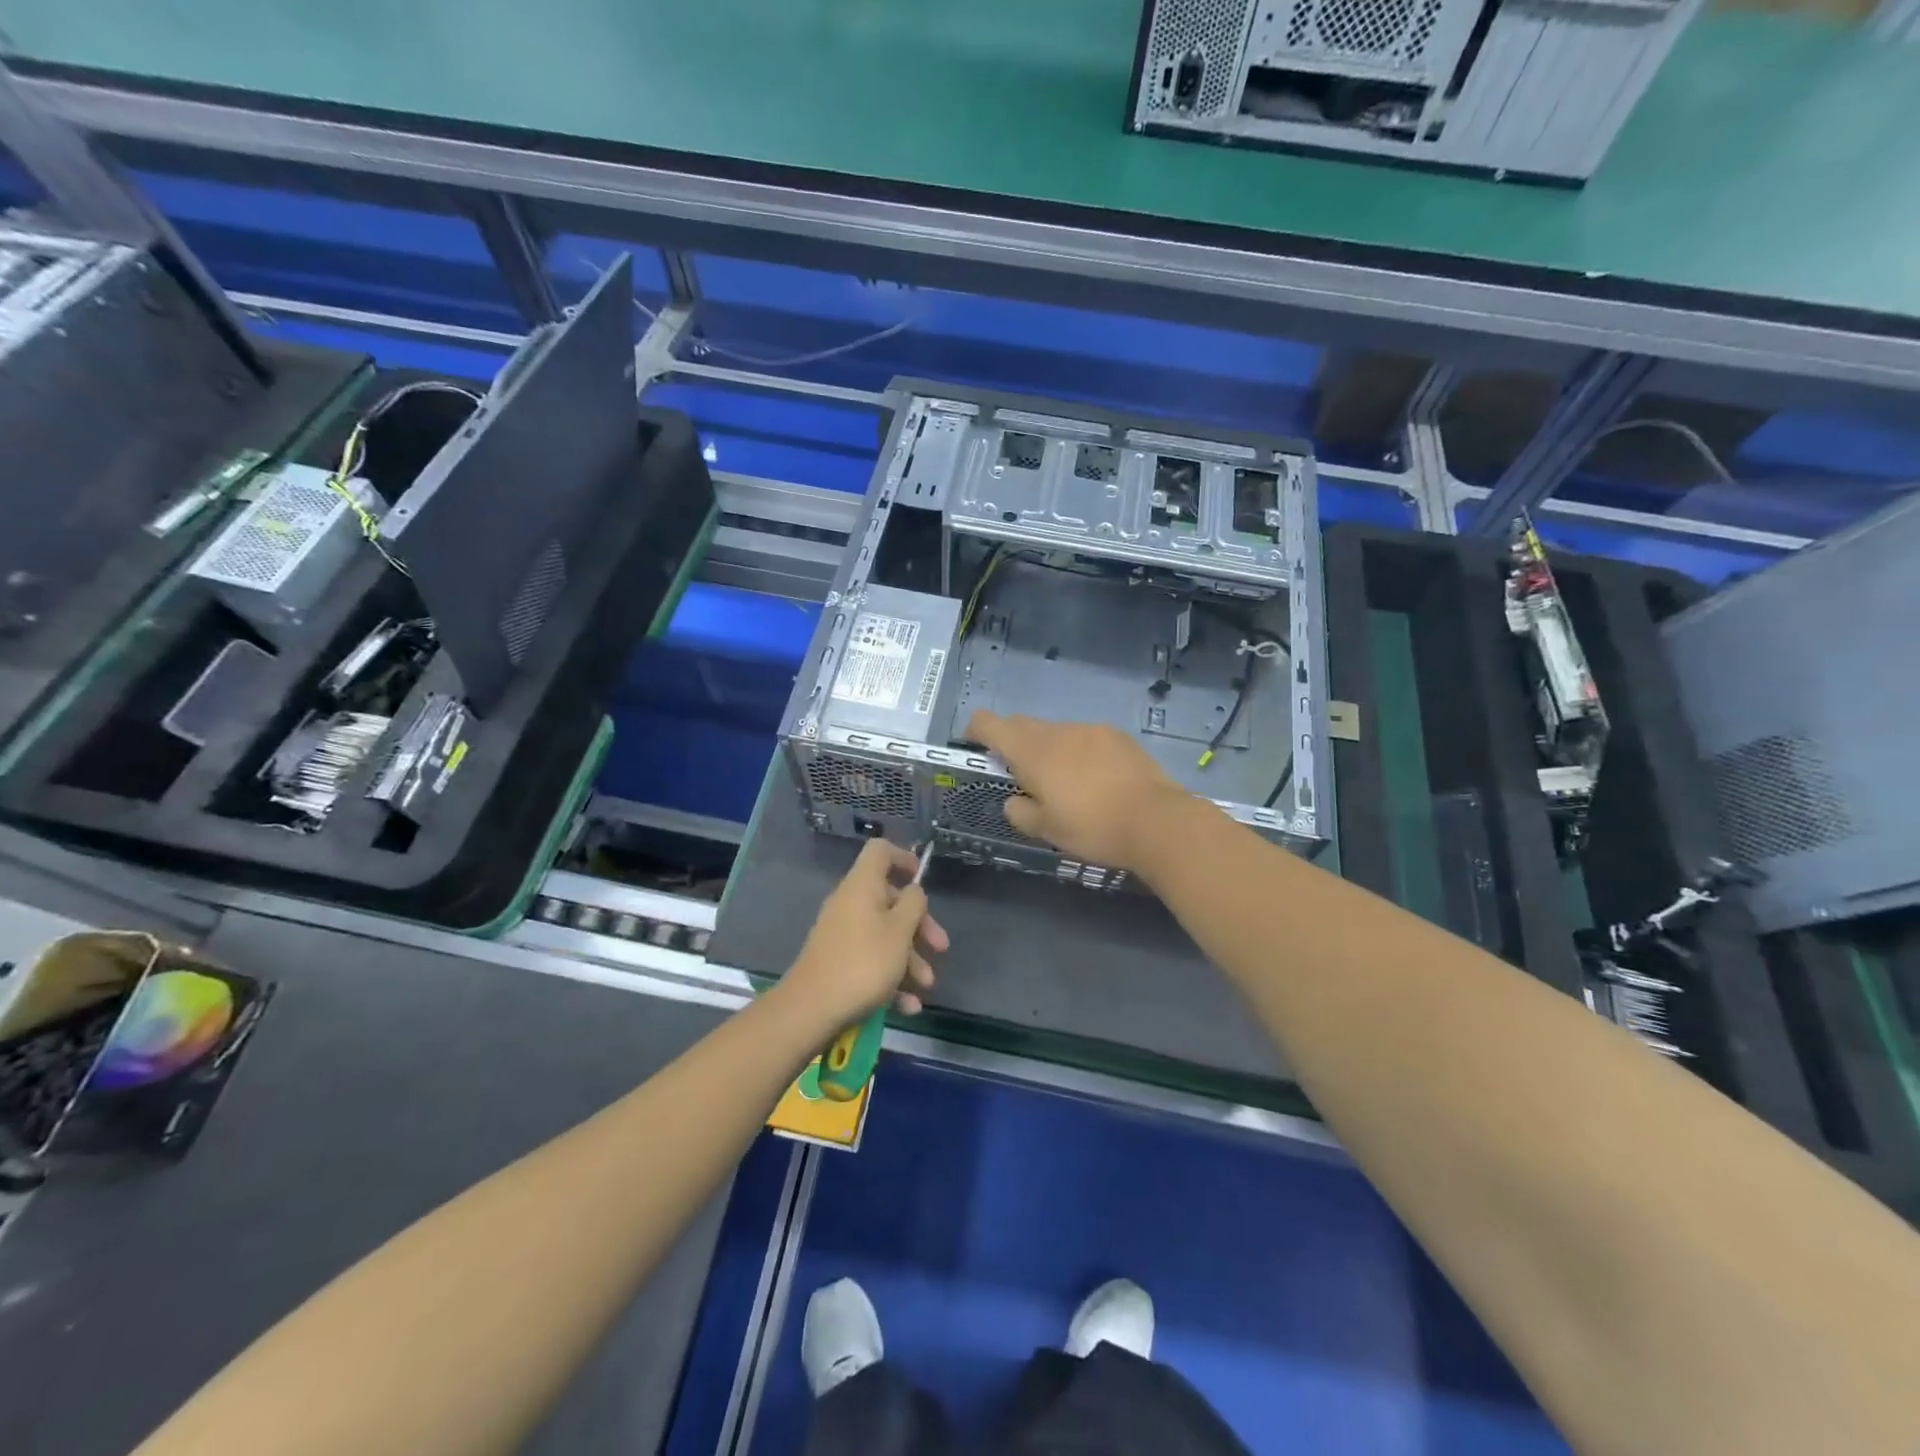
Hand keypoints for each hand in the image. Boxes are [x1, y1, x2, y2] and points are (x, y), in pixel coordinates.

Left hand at [784, 838, 947, 1030]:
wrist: (810, 1009)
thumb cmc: (863, 962)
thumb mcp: (900, 931)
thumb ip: (913, 904)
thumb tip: (913, 891)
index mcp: (862, 886)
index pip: (880, 851)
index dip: (903, 857)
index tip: (921, 877)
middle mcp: (850, 903)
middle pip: (890, 900)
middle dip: (919, 925)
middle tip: (940, 947)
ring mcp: (841, 933)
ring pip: (883, 935)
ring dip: (910, 958)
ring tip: (927, 986)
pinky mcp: (838, 961)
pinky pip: (870, 960)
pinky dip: (891, 978)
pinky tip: (908, 1006)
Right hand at [966, 711, 1188, 872]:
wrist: (1156, 820)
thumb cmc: (1092, 827)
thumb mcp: (1046, 830)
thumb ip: (1020, 811)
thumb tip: (1015, 800)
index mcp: (1031, 751)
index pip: (990, 724)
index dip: (975, 730)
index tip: (973, 745)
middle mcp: (1057, 731)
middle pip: (1022, 725)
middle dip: (1012, 743)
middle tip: (1019, 775)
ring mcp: (1090, 729)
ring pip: (1056, 732)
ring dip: (1048, 749)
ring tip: (1063, 783)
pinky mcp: (1117, 736)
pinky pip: (1084, 738)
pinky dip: (1078, 752)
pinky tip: (1094, 780)